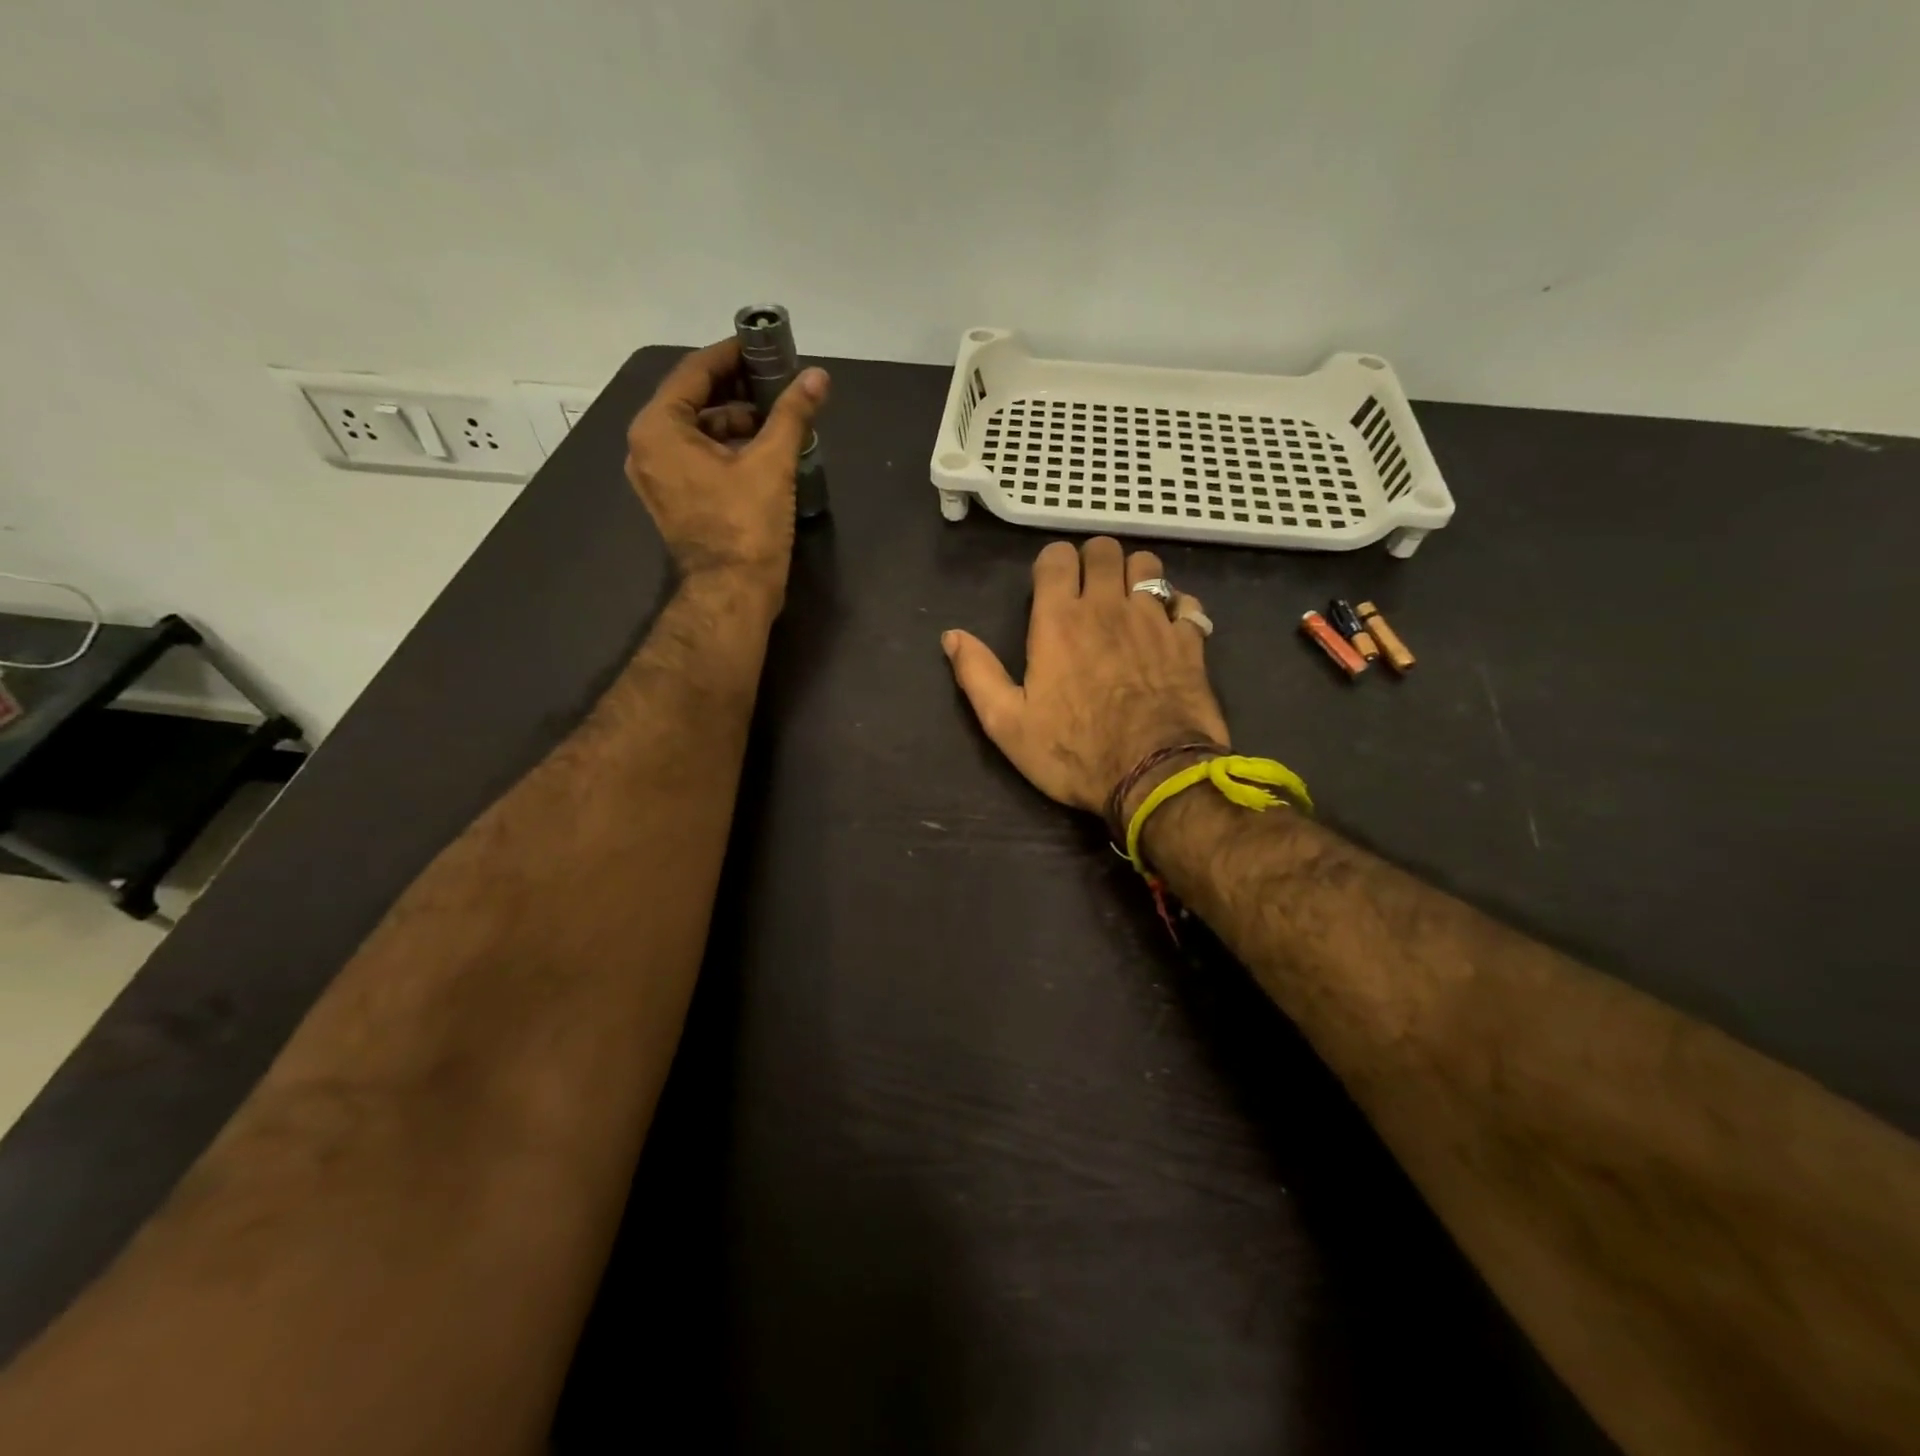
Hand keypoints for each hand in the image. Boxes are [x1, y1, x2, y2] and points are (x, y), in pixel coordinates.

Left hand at [625, 339, 829, 587]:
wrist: (732, 593)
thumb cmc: (746, 526)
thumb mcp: (772, 464)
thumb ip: (792, 414)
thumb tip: (818, 377)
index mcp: (659, 429)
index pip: (695, 372)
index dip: (732, 355)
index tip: (763, 346)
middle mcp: (647, 447)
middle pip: (693, 400)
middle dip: (736, 390)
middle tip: (776, 381)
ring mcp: (657, 477)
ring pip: (697, 431)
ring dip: (735, 420)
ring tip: (777, 418)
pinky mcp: (673, 500)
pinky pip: (697, 458)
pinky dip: (726, 447)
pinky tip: (762, 449)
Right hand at [942, 537, 1229, 813]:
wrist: (1154, 775)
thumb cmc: (1074, 751)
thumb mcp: (1007, 724)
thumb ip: (978, 674)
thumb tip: (951, 636)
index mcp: (1059, 621)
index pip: (1057, 557)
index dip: (1051, 564)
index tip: (1049, 588)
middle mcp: (1108, 606)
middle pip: (1105, 550)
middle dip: (1093, 562)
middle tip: (1088, 592)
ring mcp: (1153, 620)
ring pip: (1148, 566)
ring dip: (1134, 576)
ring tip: (1127, 604)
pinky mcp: (1189, 640)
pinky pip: (1185, 601)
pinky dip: (1175, 606)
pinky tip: (1167, 627)